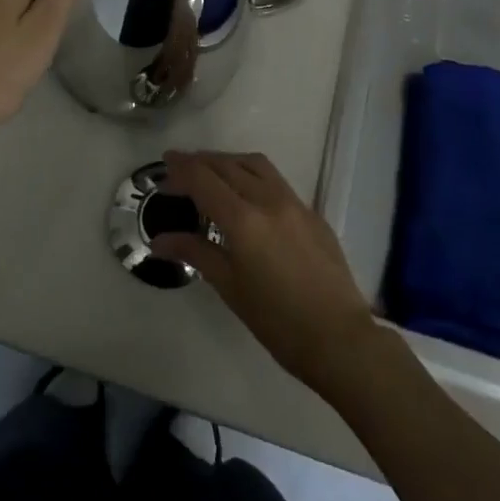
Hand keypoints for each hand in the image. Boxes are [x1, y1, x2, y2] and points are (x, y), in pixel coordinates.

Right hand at [151, 151, 382, 402]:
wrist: (340, 339)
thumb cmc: (277, 321)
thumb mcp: (229, 287)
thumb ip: (195, 252)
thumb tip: (159, 240)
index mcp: (244, 220)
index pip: (203, 179)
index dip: (180, 168)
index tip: (164, 165)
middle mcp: (268, 200)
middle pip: (227, 165)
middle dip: (200, 162)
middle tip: (179, 170)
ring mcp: (295, 203)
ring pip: (255, 164)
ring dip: (228, 161)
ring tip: (210, 173)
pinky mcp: (312, 213)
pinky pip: (276, 180)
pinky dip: (252, 175)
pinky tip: (246, 194)